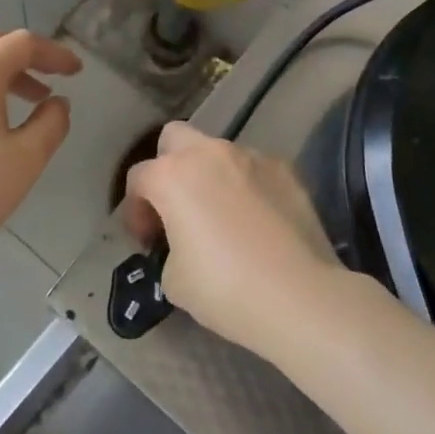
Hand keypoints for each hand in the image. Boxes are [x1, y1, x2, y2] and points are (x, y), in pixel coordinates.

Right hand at [120, 121, 342, 354]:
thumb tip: (182, 244)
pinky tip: (257, 222)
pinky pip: (254, 169)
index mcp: (172, 175)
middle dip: (168, 166)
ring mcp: (252, 156)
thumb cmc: (225, 288)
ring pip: (218, 152)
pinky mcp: (286, 170)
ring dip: (211, 176)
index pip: (138, 178)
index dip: (135, 210)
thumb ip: (169, 248)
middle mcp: (209, 153)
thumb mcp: (173, 280)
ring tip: (222, 216)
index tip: (148, 242)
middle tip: (176, 207)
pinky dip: (247, 187)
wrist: (299, 296)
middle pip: (175, 138)